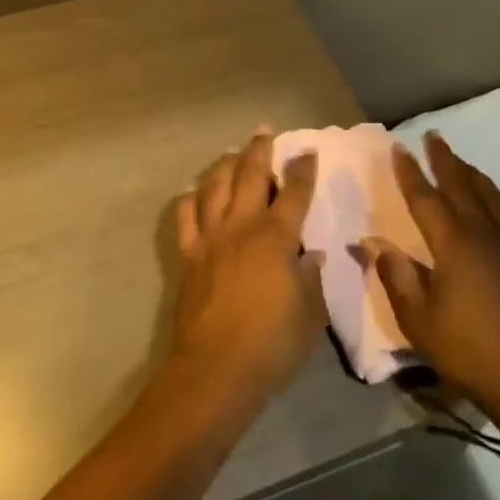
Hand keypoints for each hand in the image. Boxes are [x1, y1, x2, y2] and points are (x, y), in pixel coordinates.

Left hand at [169, 134, 324, 405]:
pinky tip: (191, 190)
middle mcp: (242, 227)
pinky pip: (185, 217)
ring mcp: (210, 238)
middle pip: (249, 177)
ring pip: (214, 187)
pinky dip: (189, 199)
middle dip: (259, 151)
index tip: (307, 151)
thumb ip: (312, 278)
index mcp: (276, 237)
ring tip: (231, 152)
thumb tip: (313, 255)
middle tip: (263, 131)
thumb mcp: (310, 313)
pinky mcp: (188, 254)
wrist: (215, 368)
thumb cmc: (272, 343)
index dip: (302, 170)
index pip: (294, 194)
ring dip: (224, 165)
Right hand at [362, 131, 499, 431]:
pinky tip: (494, 202)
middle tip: (433, 136)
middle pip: (462, 186)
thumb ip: (395, 275)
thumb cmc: (468, 349)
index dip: (410, 173)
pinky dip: (496, 198)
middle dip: (445, 160)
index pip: (426, 198)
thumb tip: (372, 240)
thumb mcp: (418, 319)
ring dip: (471, 174)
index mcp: (454, 244)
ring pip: (489, 196)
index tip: (398, 147)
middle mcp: (484, 234)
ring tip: (459, 160)